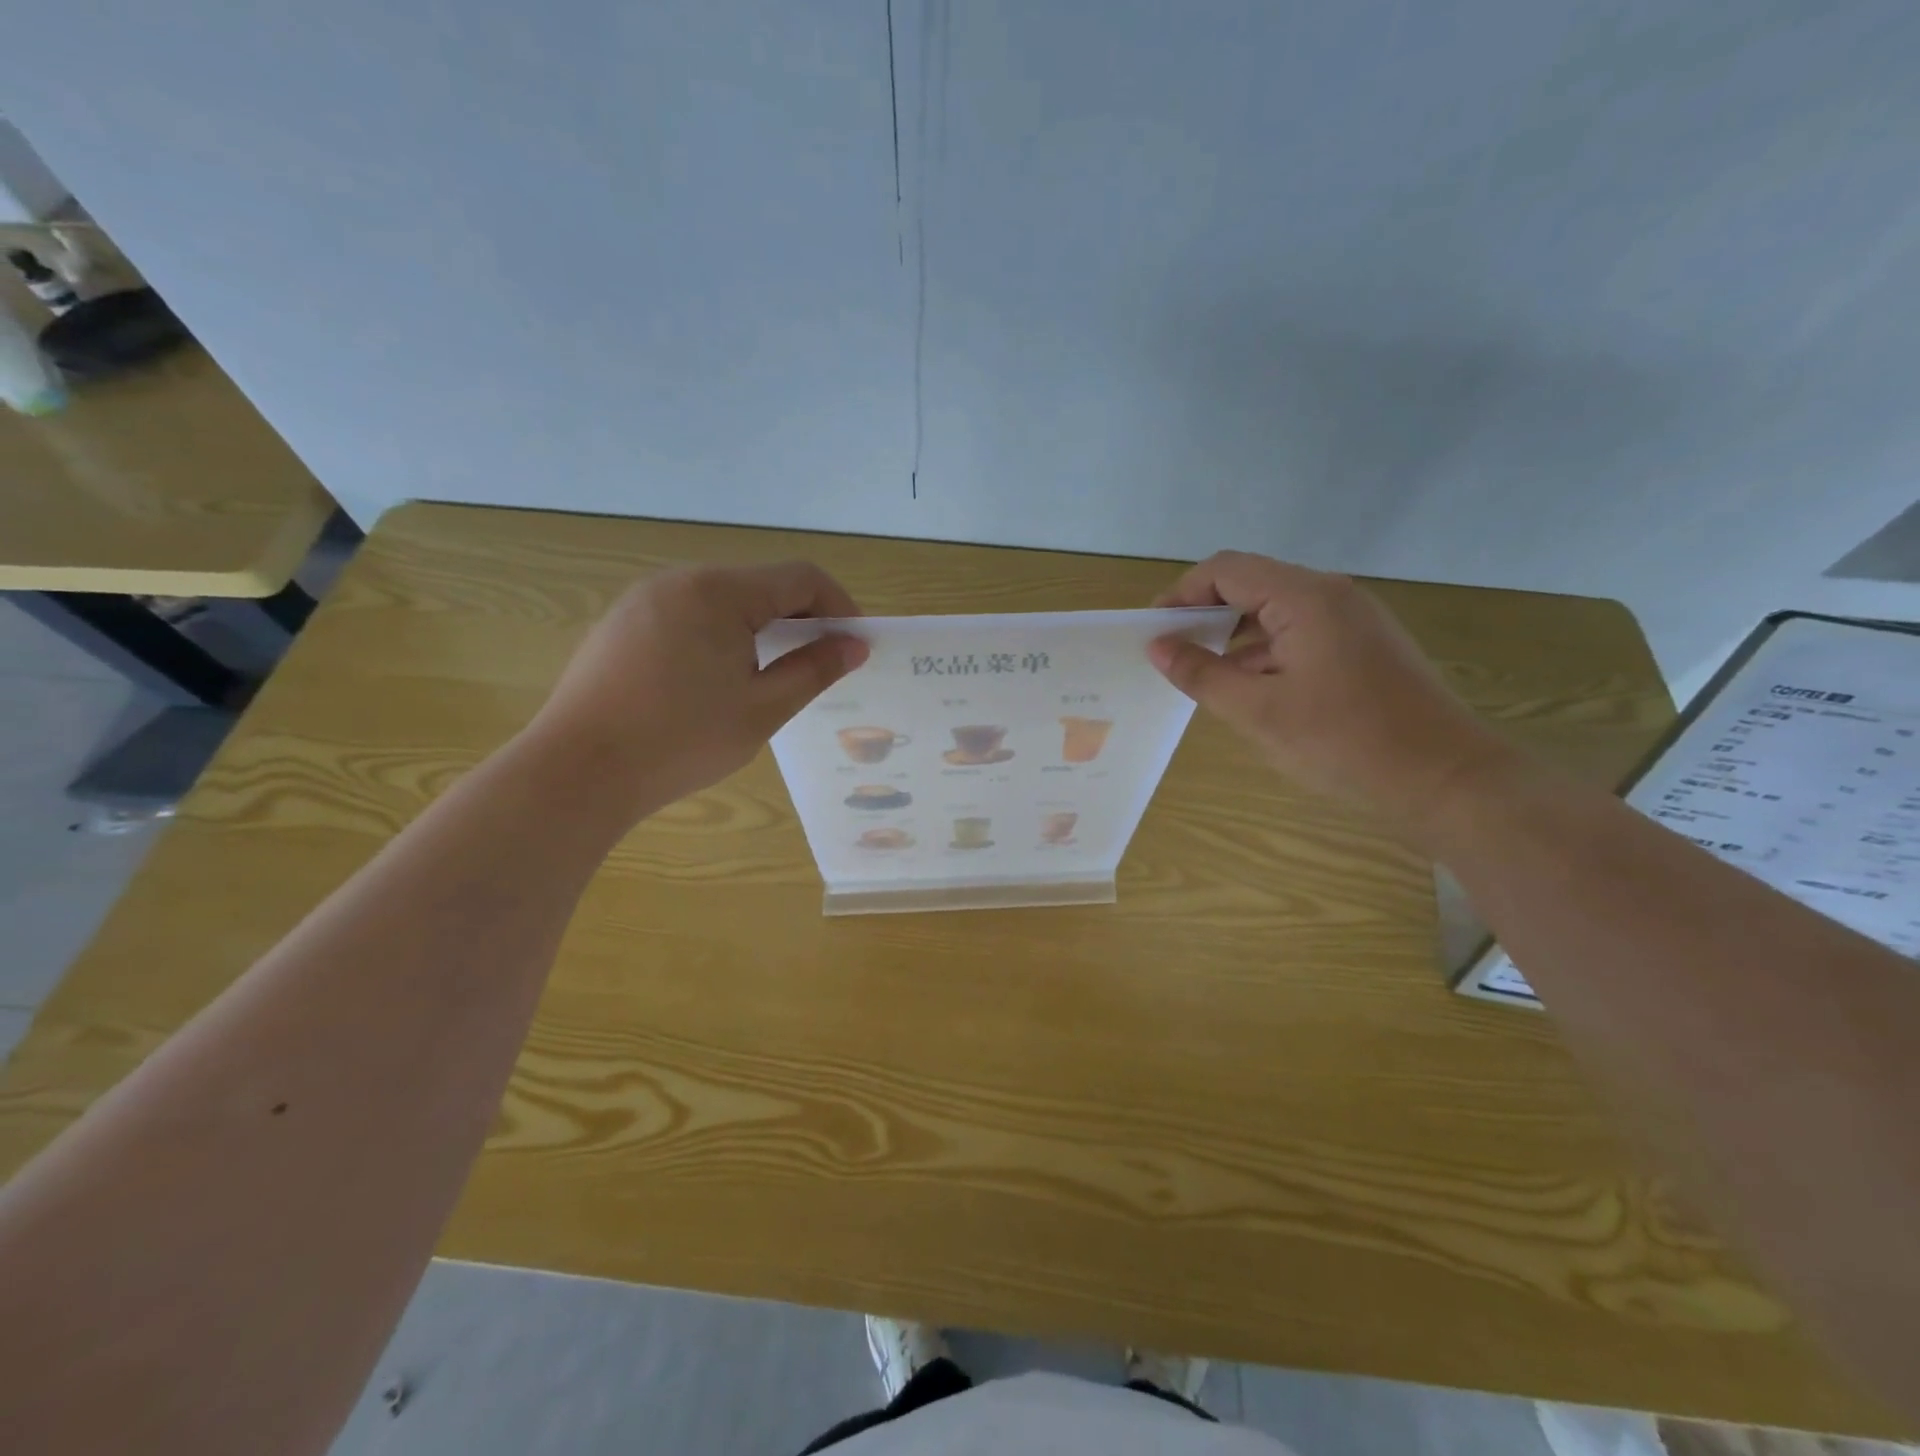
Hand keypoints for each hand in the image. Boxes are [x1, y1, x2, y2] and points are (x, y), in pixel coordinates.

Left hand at [522, 561, 868, 815]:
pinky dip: (721, 636)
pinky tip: (716, 680)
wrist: (578, 772)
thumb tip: (854, 646)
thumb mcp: (762, 709)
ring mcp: (644, 600)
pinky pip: (688, 615)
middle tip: (820, 665)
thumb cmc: (681, 740)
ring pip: (724, 600)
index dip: (839, 607)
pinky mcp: (621, 624)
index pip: (801, 578)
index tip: (855, 646)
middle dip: (801, 619)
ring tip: (772, 676)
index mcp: (719, 592)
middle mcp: (680, 580)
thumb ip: (813, 670)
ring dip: (761, 628)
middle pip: (762, 585)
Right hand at [1149, 551, 1517, 835]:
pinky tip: (1248, 688)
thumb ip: (1202, 674)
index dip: (1182, 593)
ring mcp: (1353, 620)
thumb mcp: (1258, 711)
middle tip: (1172, 654)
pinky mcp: (1365, 646)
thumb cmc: (1346, 742)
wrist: (1447, 779)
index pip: (1226, 570)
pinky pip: (1300, 634)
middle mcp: (1331, 595)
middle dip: (1205, 614)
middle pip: (1251, 584)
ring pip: (1275, 611)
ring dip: (1234, 636)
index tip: (1153, 631)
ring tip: (1202, 675)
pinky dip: (1265, 652)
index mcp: (1306, 597)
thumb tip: (1158, 647)